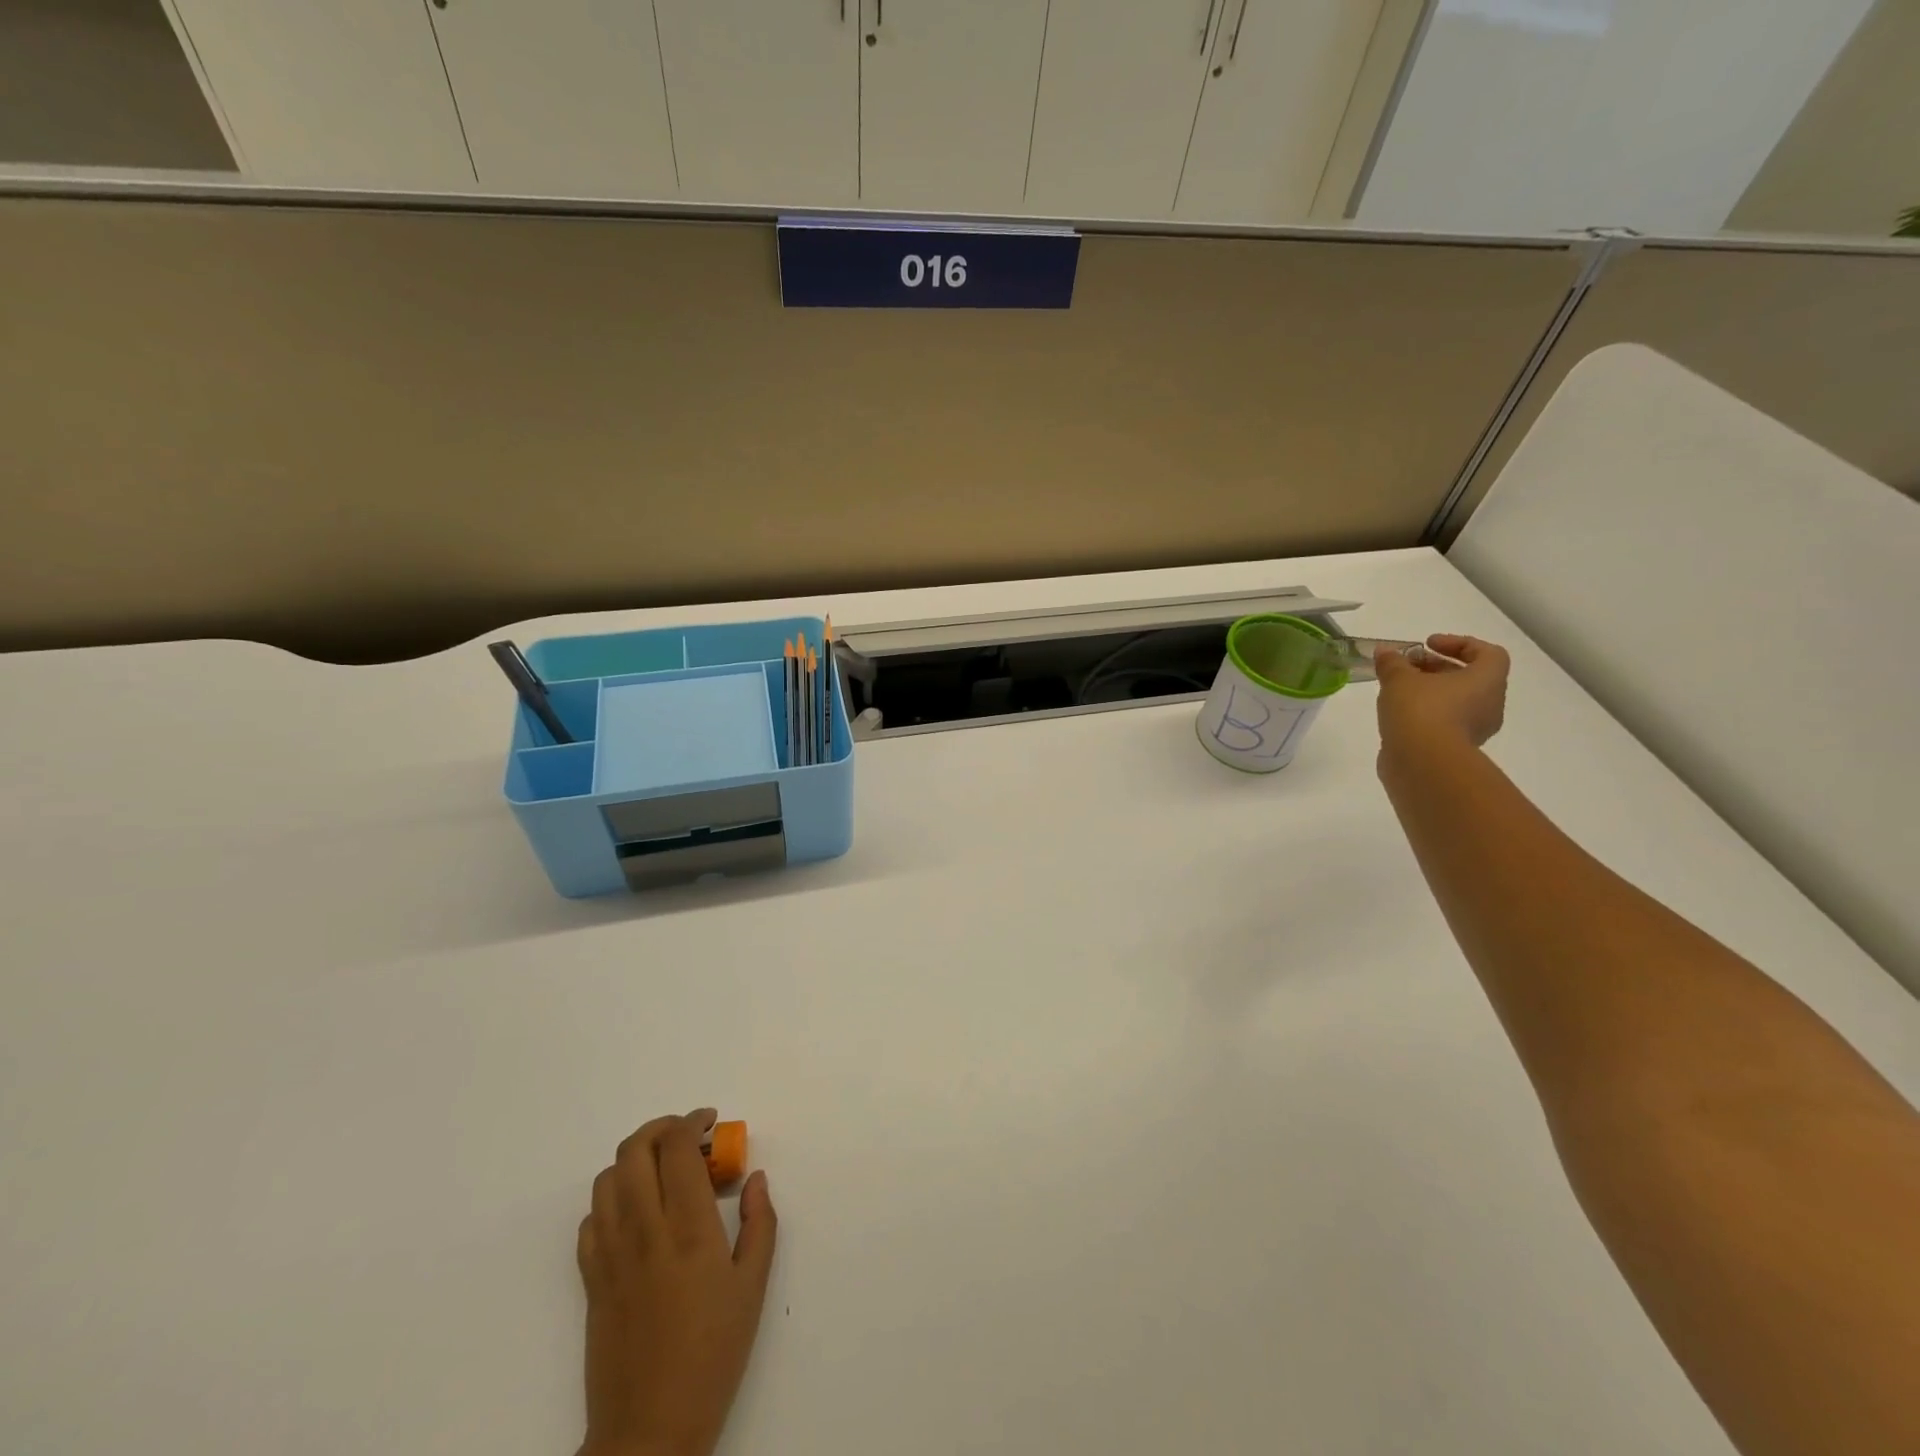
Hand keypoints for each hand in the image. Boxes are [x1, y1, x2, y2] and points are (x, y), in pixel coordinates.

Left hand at [577, 1110, 777, 1455]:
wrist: (649, 1430)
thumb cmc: (713, 1354)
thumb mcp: (753, 1286)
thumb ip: (760, 1222)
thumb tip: (754, 1177)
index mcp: (689, 1227)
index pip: (677, 1146)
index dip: (692, 1121)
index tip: (710, 1122)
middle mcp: (644, 1229)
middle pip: (635, 1149)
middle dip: (661, 1128)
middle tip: (687, 1137)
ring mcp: (610, 1255)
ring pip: (607, 1178)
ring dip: (635, 1160)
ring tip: (661, 1172)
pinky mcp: (590, 1280)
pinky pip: (590, 1220)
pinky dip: (612, 1200)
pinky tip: (636, 1215)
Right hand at [1374, 634, 1510, 763]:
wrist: (1423, 764)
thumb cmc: (1421, 711)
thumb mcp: (1399, 679)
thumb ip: (1392, 662)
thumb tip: (1385, 651)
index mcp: (1487, 680)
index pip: (1488, 653)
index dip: (1459, 643)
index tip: (1427, 644)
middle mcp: (1489, 704)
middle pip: (1469, 677)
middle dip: (1437, 667)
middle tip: (1407, 665)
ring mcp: (1475, 729)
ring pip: (1456, 701)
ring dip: (1430, 692)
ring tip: (1397, 691)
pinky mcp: (1455, 749)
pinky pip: (1444, 722)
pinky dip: (1425, 714)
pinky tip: (1398, 715)